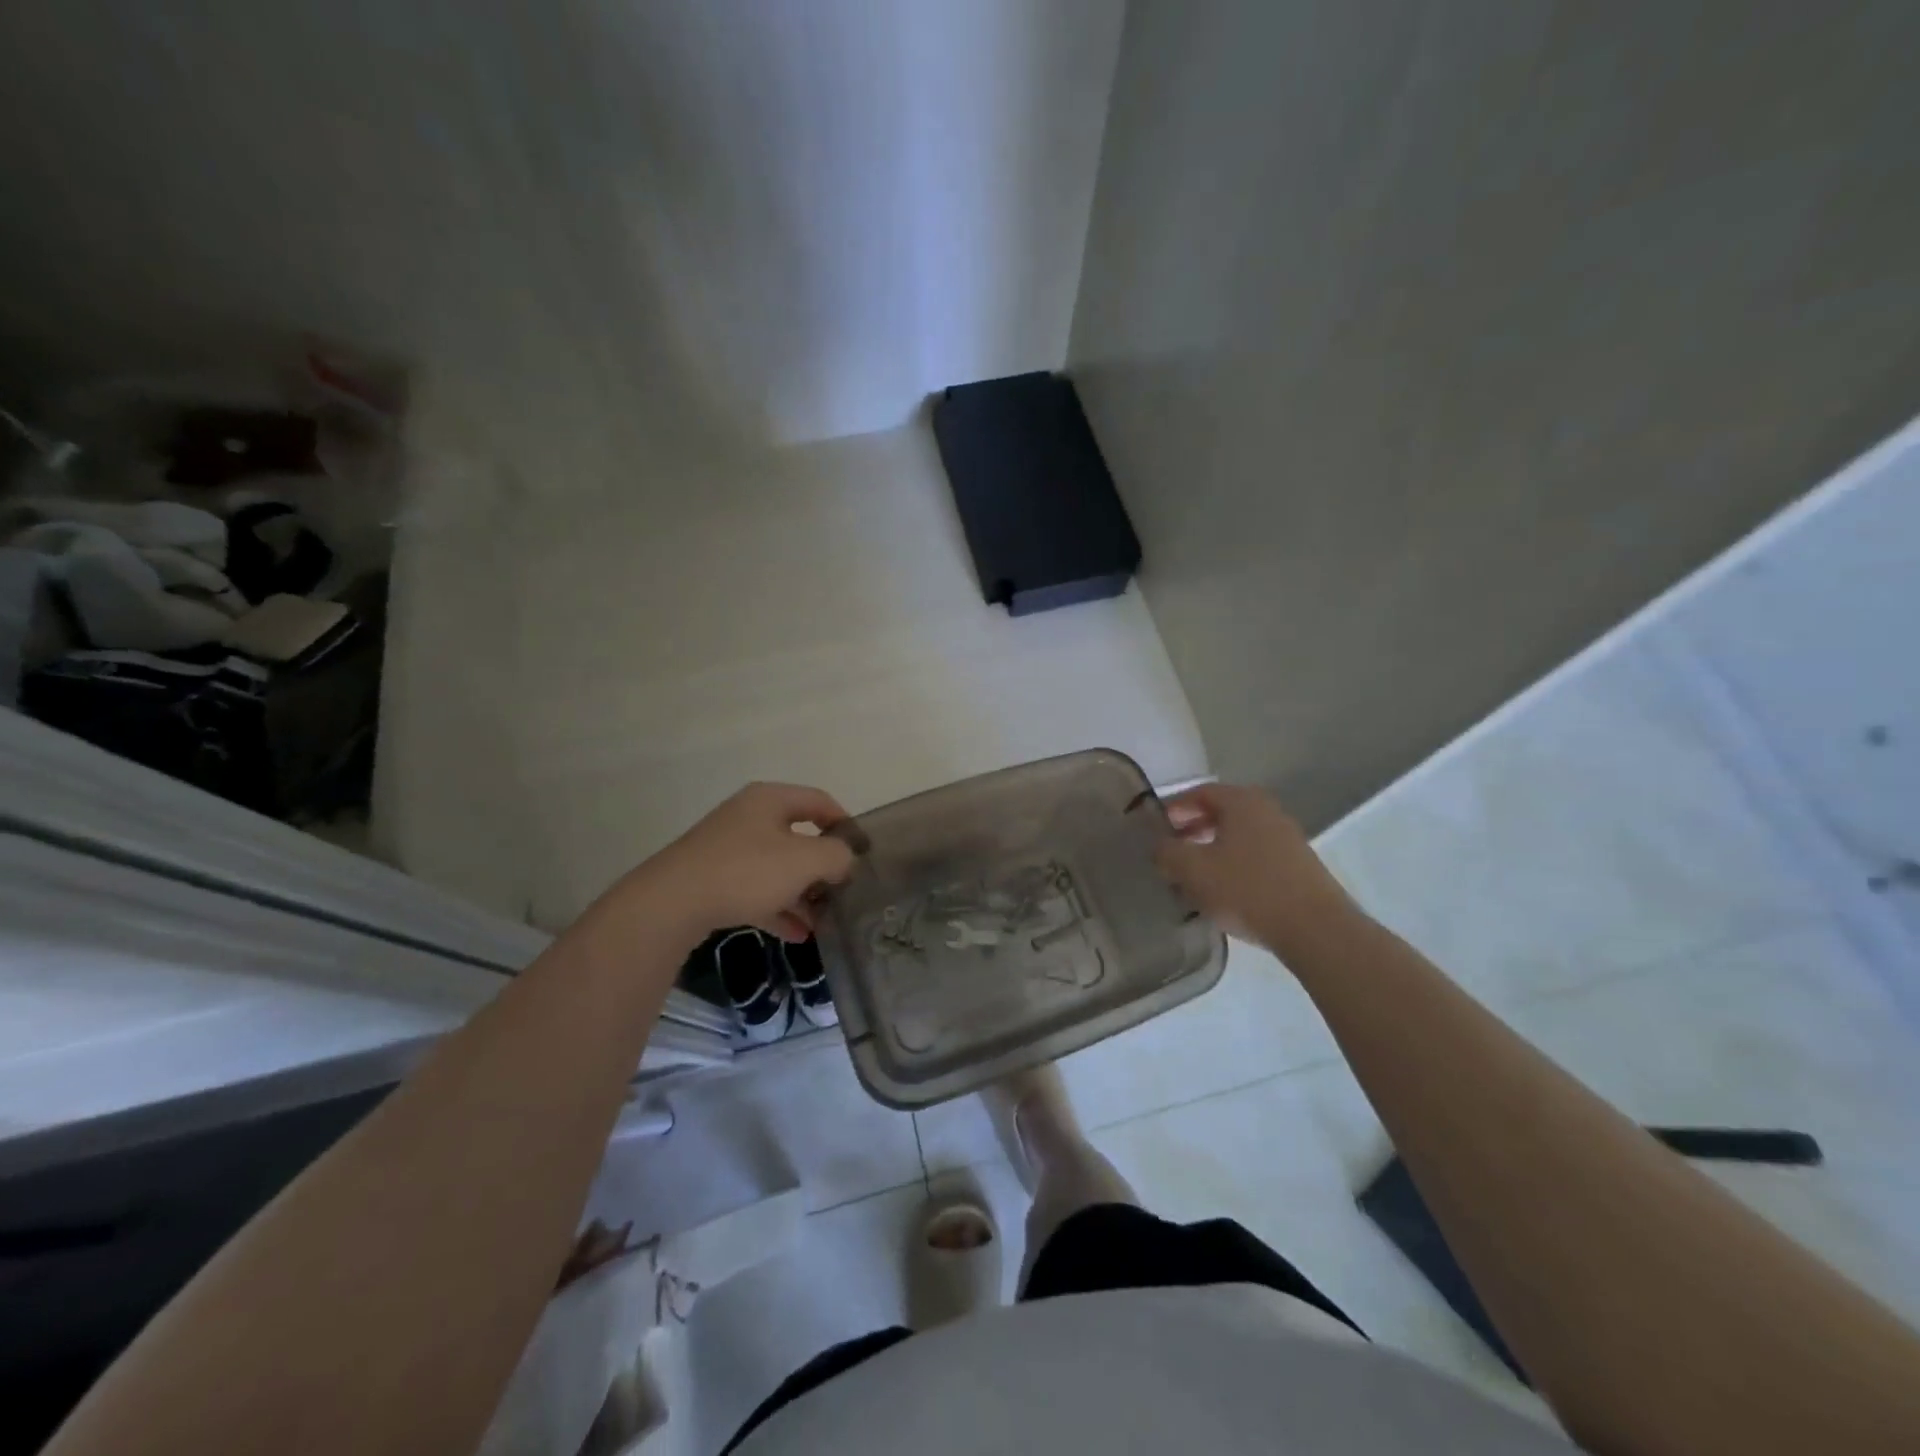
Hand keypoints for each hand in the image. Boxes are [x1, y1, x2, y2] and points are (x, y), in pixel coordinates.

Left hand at [639, 782, 856, 941]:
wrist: (671, 903)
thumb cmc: (747, 871)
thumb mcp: (805, 861)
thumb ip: (837, 856)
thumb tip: (846, 860)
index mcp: (771, 800)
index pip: (820, 802)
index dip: (846, 824)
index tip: (863, 854)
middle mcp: (749, 817)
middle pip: (799, 837)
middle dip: (824, 867)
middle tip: (842, 892)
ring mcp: (727, 848)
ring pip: (777, 868)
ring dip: (803, 893)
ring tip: (823, 921)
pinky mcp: (712, 879)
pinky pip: (755, 890)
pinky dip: (778, 908)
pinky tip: (796, 934)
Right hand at [1156, 783, 1357, 950]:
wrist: (1315, 929)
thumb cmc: (1248, 889)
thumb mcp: (1193, 870)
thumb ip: (1168, 853)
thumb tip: (1159, 846)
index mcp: (1242, 802)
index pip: (1200, 792)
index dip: (1174, 808)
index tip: (1155, 827)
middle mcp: (1267, 811)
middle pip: (1221, 812)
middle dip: (1192, 829)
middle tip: (1171, 850)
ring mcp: (1287, 838)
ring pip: (1238, 835)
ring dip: (1212, 848)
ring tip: (1192, 874)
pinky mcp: (1298, 865)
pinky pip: (1255, 855)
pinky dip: (1233, 864)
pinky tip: (1223, 890)